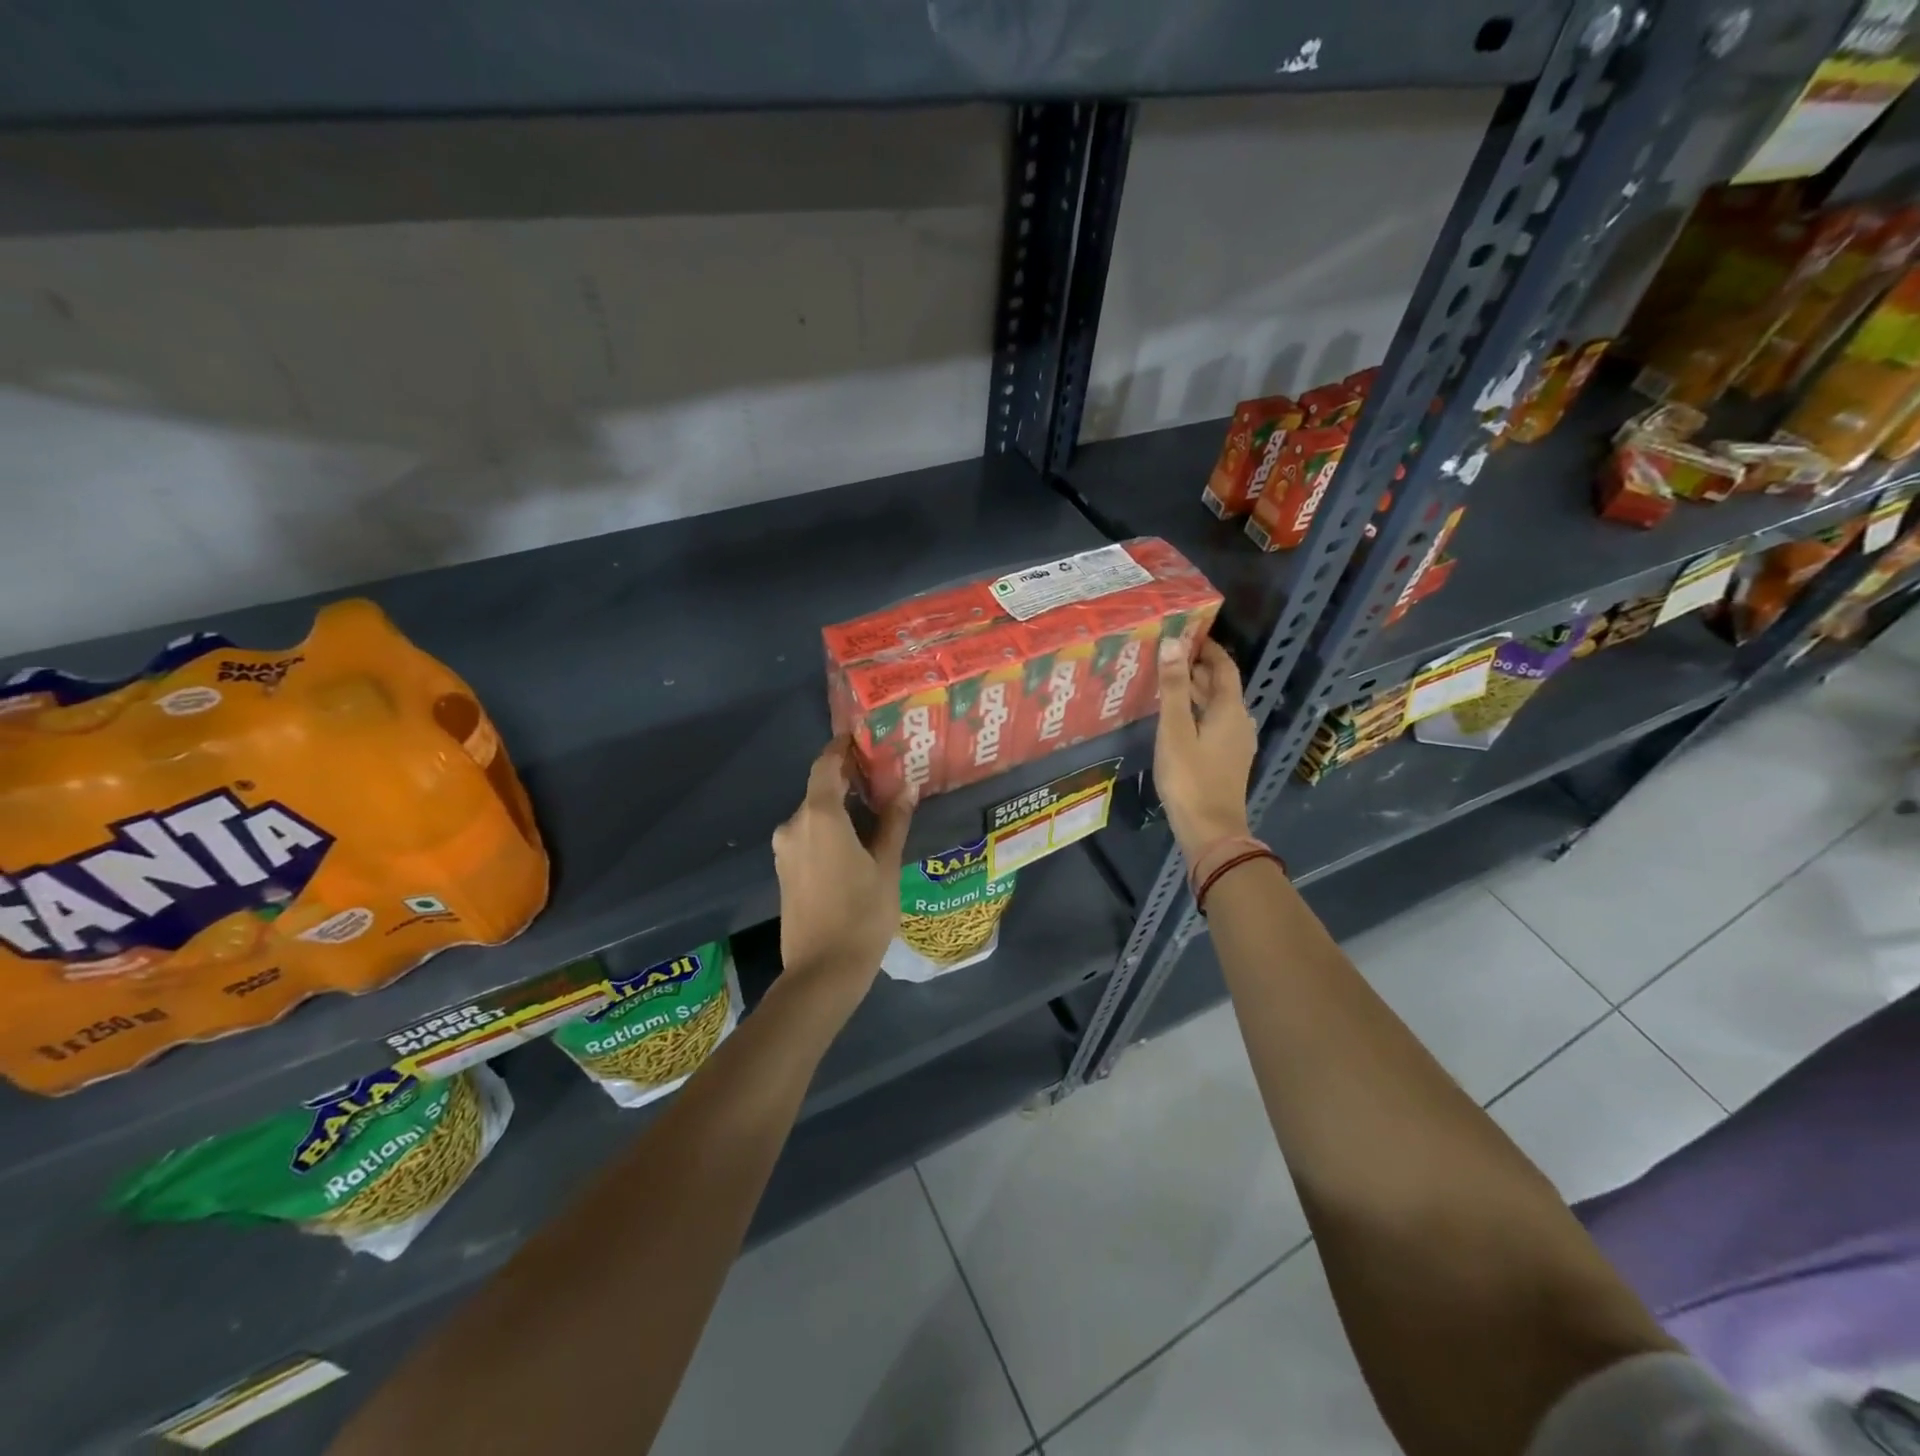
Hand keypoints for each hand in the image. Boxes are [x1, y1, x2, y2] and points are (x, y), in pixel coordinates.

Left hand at [772, 738, 913, 1000]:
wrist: (821, 972)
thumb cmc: (861, 915)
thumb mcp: (886, 867)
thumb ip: (893, 823)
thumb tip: (906, 789)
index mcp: (820, 816)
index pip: (826, 765)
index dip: (842, 748)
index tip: (863, 738)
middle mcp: (795, 825)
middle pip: (821, 790)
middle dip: (849, 781)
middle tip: (883, 777)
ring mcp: (785, 849)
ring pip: (814, 815)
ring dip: (840, 808)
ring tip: (875, 811)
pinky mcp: (784, 870)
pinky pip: (808, 836)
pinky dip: (829, 829)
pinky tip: (855, 842)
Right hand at [1155, 637, 1257, 860]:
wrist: (1210, 829)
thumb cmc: (1190, 777)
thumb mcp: (1175, 730)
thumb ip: (1174, 687)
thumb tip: (1174, 642)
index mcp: (1230, 709)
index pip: (1224, 667)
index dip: (1208, 648)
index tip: (1187, 633)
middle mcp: (1240, 721)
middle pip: (1221, 686)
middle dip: (1198, 668)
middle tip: (1168, 655)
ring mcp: (1236, 742)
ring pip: (1217, 706)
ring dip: (1196, 691)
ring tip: (1168, 681)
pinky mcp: (1228, 759)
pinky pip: (1215, 723)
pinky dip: (1198, 711)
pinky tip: (1177, 717)